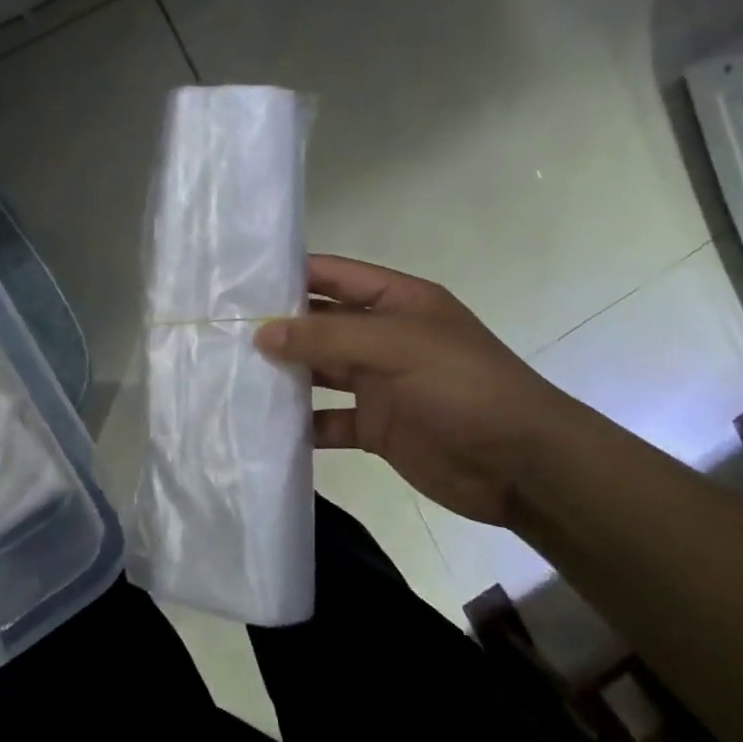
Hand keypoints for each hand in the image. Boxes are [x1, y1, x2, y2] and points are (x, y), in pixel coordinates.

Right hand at [255, 254, 580, 526]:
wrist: (522, 466)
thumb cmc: (464, 387)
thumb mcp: (396, 347)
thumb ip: (327, 338)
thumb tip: (261, 333)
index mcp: (397, 302)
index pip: (334, 276)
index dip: (290, 275)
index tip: (237, 282)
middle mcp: (384, 337)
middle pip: (320, 325)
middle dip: (277, 327)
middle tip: (220, 331)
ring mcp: (380, 384)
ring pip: (319, 372)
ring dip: (283, 375)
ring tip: (230, 375)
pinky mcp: (376, 427)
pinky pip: (328, 420)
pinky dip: (301, 424)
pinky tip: (264, 425)